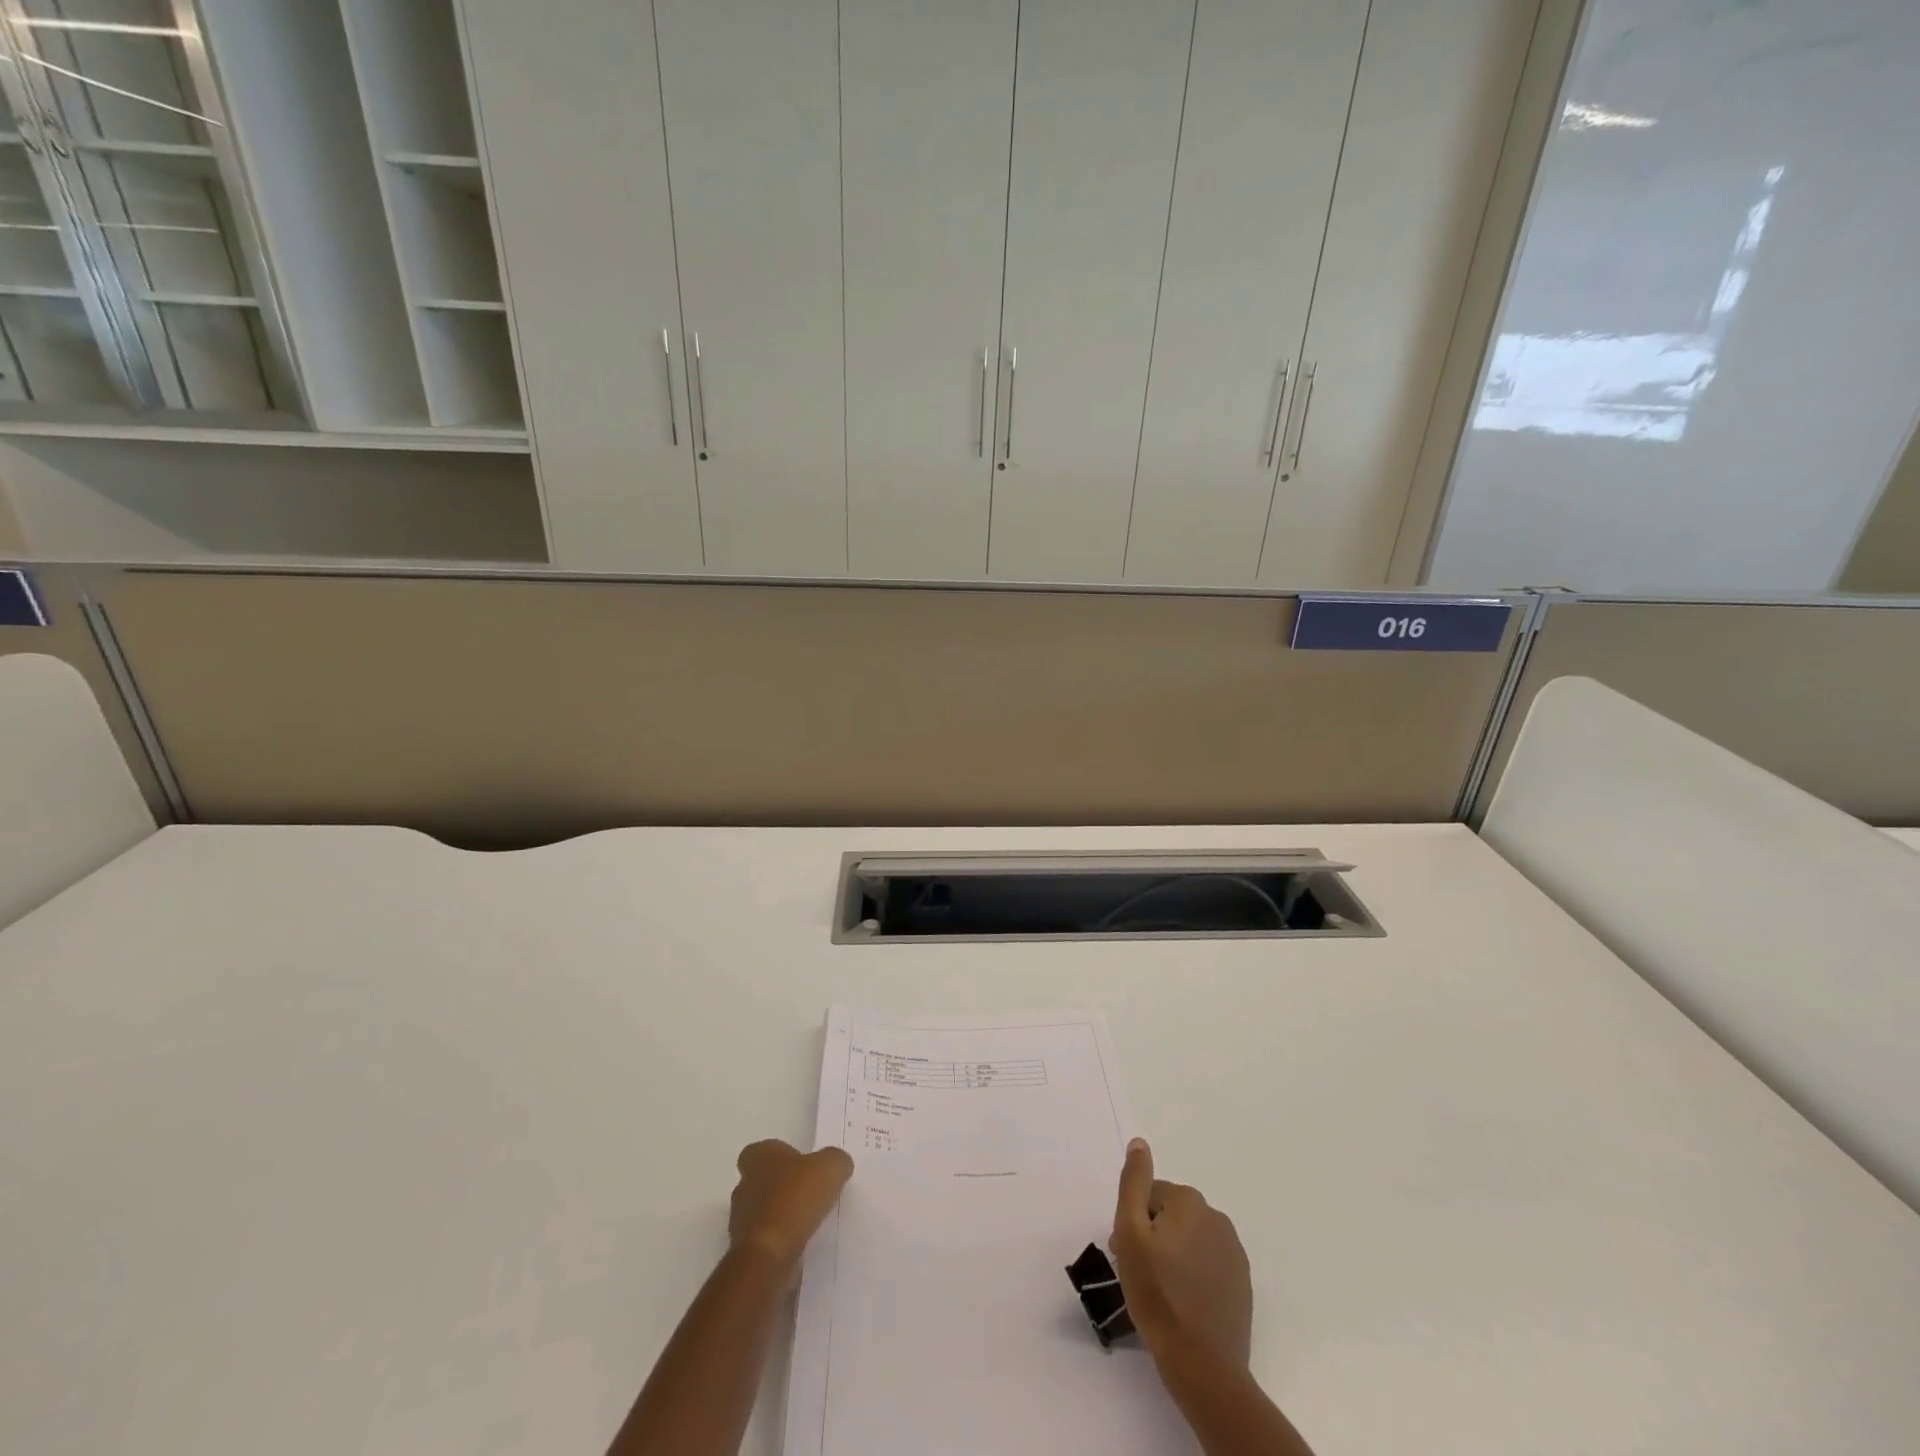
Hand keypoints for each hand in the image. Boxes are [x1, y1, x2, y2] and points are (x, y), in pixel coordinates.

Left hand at [727, 1139, 853, 1275]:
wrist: (769, 1256)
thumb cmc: (795, 1199)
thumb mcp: (830, 1167)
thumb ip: (835, 1160)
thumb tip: (837, 1165)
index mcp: (758, 1157)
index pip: (762, 1150)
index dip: (781, 1156)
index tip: (802, 1165)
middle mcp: (744, 1185)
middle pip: (762, 1180)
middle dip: (783, 1186)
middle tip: (811, 1192)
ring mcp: (741, 1220)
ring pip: (763, 1211)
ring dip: (782, 1214)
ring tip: (810, 1220)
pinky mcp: (746, 1250)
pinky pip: (767, 1238)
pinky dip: (781, 1240)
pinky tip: (802, 1243)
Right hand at [1111, 1138, 1252, 1368]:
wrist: (1203, 1365)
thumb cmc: (1158, 1294)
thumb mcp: (1130, 1233)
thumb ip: (1133, 1183)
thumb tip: (1139, 1143)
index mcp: (1189, 1201)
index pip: (1148, 1196)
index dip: (1132, 1223)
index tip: (1125, 1254)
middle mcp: (1216, 1217)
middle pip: (1170, 1215)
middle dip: (1151, 1236)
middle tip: (1138, 1274)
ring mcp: (1233, 1251)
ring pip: (1189, 1239)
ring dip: (1172, 1253)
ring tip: (1159, 1290)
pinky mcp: (1242, 1282)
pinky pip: (1207, 1263)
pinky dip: (1193, 1273)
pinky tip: (1183, 1301)